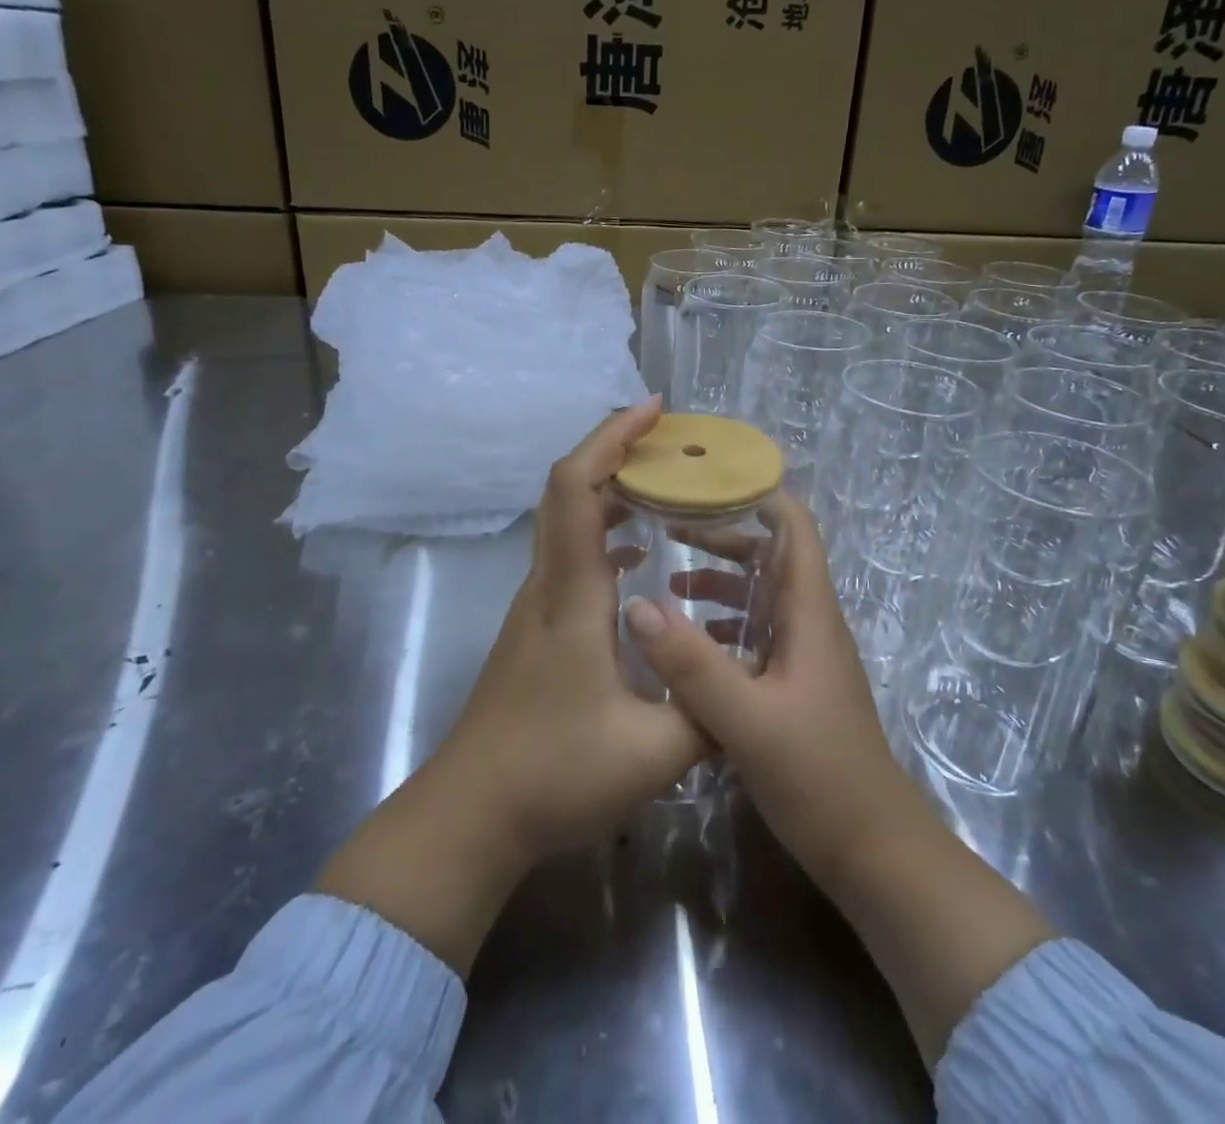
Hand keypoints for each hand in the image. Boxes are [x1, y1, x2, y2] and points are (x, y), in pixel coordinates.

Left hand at [318, 398, 708, 974]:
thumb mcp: (655, 751)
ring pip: (566, 522)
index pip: (577, 488)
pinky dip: (603, 534)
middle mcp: (548, 584)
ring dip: (610, 492)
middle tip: (672, 445)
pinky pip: (570, 556)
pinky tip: (639, 559)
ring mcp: (536, 605)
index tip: (654, 410)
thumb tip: (752, 682)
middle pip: (567, 490)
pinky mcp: (536, 627)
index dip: (612, 438)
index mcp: (572, 593)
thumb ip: (710, 712)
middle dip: (616, 450)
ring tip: (665, 489)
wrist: (471, 814)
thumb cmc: (554, 774)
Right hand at [621, 491, 911, 887]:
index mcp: (809, 613)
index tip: (705, 479)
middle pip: (770, 555)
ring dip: (719, 580)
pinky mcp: (794, 685)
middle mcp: (809, 622)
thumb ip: (691, 663)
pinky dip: (722, 624)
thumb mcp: (746, 719)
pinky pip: (756, 633)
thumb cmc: (819, 776)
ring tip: (666, 580)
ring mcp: (803, 655)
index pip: (793, 528)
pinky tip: (686, 641)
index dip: (758, 493)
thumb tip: (637, 605)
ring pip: (760, 595)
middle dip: (723, 533)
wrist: (873, 852)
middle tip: (667, 525)